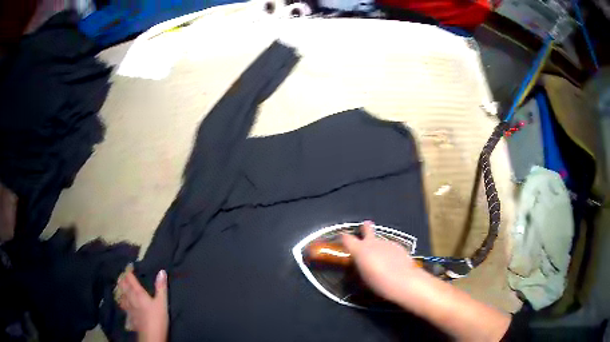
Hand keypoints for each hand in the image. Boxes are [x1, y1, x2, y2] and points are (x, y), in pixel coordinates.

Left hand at [118, 269, 168, 341]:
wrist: (151, 335)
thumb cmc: (157, 318)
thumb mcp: (162, 303)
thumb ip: (161, 287)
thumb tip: (161, 271)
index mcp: (137, 292)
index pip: (129, 277)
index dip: (128, 270)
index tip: (131, 266)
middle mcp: (130, 297)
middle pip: (122, 284)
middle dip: (122, 277)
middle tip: (125, 274)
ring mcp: (127, 306)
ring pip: (120, 293)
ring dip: (120, 287)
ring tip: (121, 285)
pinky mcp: (128, 314)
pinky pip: (122, 303)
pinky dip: (121, 298)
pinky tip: (123, 300)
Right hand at [342, 221, 427, 302]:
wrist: (402, 280)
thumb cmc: (377, 282)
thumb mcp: (362, 278)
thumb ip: (359, 268)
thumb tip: (359, 266)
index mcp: (359, 250)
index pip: (346, 238)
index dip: (344, 238)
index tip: (343, 239)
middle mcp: (372, 242)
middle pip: (367, 229)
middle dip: (365, 227)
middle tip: (365, 226)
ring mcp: (387, 242)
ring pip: (380, 241)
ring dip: (379, 246)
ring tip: (382, 259)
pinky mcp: (399, 246)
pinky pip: (390, 247)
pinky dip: (389, 253)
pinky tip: (393, 262)